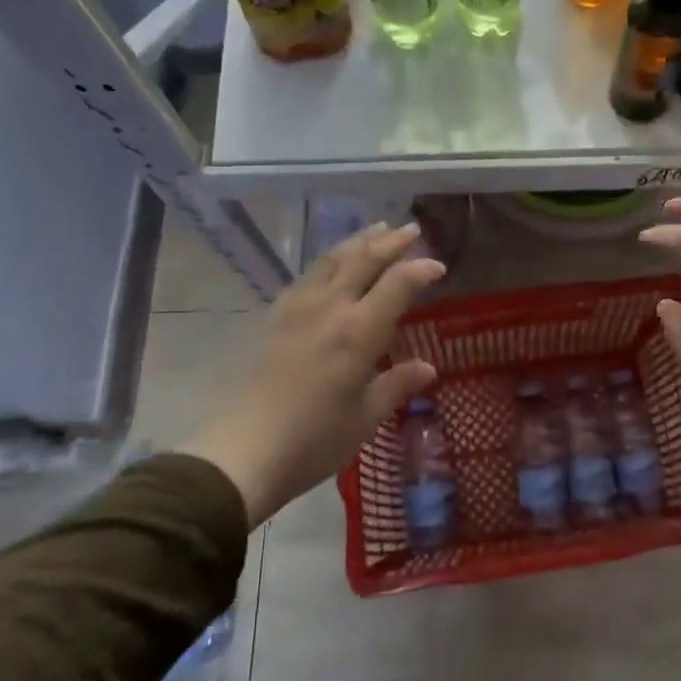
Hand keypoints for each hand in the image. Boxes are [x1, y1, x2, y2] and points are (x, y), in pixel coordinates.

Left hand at [181, 221, 444, 524]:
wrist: (242, 451)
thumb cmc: (314, 439)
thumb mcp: (365, 417)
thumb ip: (397, 385)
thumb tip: (428, 368)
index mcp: (359, 331)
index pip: (398, 284)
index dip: (420, 269)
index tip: (438, 266)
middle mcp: (329, 308)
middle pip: (363, 260)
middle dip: (391, 242)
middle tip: (411, 229)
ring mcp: (297, 309)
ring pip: (332, 260)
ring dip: (358, 242)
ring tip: (375, 230)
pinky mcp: (274, 318)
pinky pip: (308, 275)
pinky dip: (329, 260)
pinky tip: (331, 265)